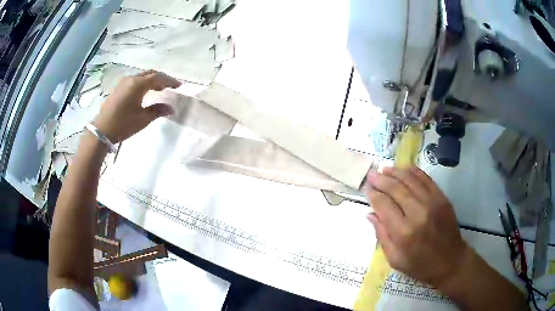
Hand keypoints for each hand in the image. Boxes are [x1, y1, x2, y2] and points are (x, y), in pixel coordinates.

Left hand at [93, 70, 180, 142]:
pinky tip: (145, 92)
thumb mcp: (143, 119)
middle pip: (150, 74)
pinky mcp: (118, 88)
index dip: (169, 81)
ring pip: (142, 76)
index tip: (179, 86)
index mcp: (138, 84)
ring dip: (152, 80)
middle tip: (170, 86)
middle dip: (161, 78)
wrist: (102, 130)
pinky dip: (143, 83)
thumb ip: (158, 110)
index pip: (158, 78)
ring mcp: (123, 82)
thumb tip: (171, 108)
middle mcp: (131, 79)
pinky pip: (134, 80)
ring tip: (159, 89)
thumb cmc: (123, 124)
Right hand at [365, 166, 470, 288]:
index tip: (367, 188)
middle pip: (396, 189)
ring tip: (385, 169)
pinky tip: (404, 169)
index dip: (373, 194)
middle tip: (372, 174)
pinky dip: (414, 171)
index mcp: (403, 233)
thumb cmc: (421, 266)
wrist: (451, 261)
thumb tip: (370, 214)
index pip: (383, 205)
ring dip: (396, 172)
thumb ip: (382, 236)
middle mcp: (418, 213)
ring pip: (410, 180)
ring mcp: (432, 203)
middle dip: (381, 180)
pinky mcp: (442, 198)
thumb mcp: (395, 259)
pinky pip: (426, 179)